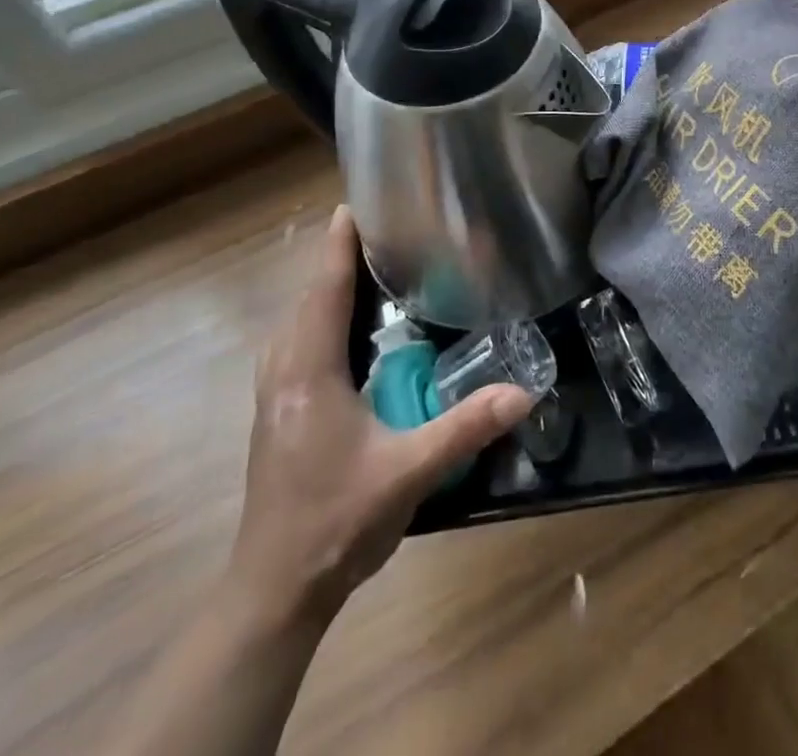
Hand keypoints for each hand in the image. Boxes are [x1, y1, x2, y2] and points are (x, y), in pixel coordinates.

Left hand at [224, 206, 532, 634]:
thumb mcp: (408, 472)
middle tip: (377, 229)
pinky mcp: (276, 414)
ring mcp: (273, 396)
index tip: (355, 205)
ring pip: (295, 323)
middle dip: (335, 259)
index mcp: (309, 374)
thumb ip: (465, 428)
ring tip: (362, 266)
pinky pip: (294, 345)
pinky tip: (342, 328)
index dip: (338, 246)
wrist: (274, 590)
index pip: (323, 292)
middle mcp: (284, 375)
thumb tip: (524, 391)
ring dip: (323, 288)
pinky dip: (316, 318)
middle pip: (306, 300)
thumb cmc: (336, 522)